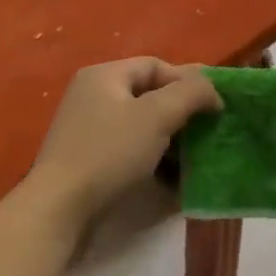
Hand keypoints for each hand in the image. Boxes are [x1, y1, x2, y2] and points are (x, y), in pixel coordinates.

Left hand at [30, 57, 221, 217]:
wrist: (59, 209)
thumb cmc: (110, 153)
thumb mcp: (157, 116)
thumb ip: (191, 93)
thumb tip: (213, 91)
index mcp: (104, 75)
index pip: (156, 65)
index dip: (189, 81)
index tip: (215, 106)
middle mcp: (93, 96)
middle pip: (149, 95)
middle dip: (182, 112)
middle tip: (209, 131)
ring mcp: (88, 129)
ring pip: (142, 125)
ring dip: (171, 139)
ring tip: (194, 158)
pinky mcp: (89, 160)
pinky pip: (130, 149)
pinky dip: (153, 158)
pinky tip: (172, 178)